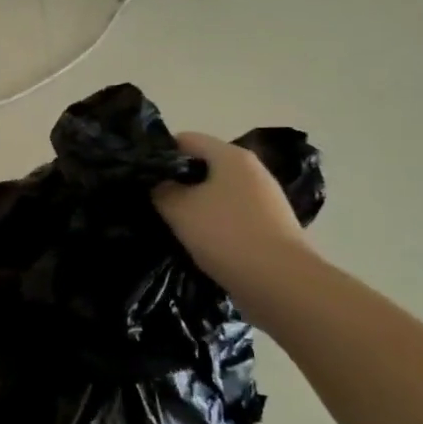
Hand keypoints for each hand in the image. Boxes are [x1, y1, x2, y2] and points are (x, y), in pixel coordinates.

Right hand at [153, 132, 310, 287]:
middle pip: (203, 166)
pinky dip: (213, 225)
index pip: (186, 139)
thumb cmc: (226, 235)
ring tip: (171, 225)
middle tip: (151, 202)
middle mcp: (252, 170)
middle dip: (177, 182)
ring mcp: (264, 199)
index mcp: (231, 156)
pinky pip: (231, 216)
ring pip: (217, 193)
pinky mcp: (270, 226)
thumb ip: (160, 189)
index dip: (160, 153)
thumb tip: (156, 183)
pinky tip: (199, 243)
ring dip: (194, 206)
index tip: (141, 175)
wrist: (281, 284)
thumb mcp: (178, 209)